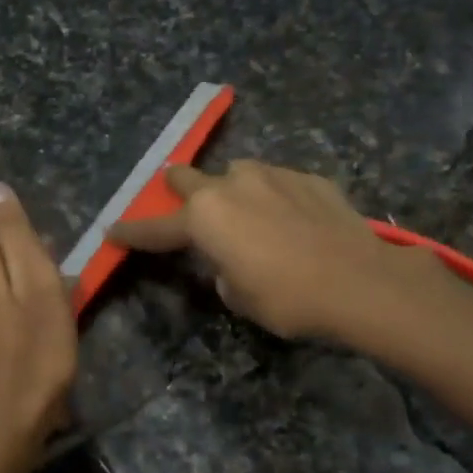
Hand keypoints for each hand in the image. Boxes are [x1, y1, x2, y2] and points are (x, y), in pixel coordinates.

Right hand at [109, 160, 426, 341]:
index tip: (112, 229)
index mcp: (204, 218)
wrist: (359, 281)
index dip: (132, 232)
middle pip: (187, 177)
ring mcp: (273, 174)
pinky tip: (291, 219)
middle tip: (182, 206)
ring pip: (238, 174)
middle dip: (178, 190)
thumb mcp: (240, 297)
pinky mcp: (309, 177)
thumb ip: (223, 270)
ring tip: (249, 216)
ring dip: (233, 192)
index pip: (156, 227)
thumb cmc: (287, 298)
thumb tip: (232, 259)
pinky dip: (274, 198)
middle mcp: (232, 185)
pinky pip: (278, 183)